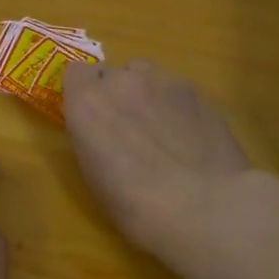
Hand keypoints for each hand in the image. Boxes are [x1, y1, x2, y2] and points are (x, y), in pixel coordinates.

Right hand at [62, 59, 252, 263]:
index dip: (85, 93)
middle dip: (118, 96)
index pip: (77, 72)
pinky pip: (177, 91)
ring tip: (163, 132)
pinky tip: (190, 137)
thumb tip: (104, 131)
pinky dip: (177, 108)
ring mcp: (164, 81)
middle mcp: (122, 81)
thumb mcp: (95, 176)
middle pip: (115, 74)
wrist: (202, 206)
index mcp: (88, 103)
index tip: (92, 116)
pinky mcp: (198, 91)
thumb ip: (93, 138)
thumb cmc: (135, 205)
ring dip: (148, 96)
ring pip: (148, 77)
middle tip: (129, 131)